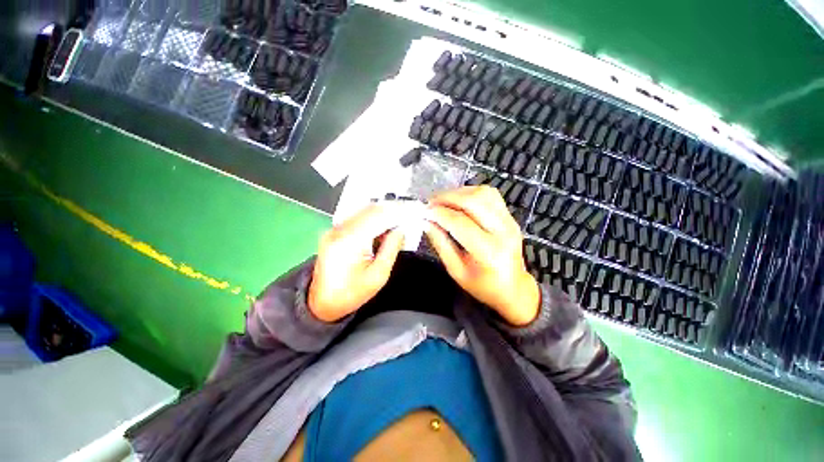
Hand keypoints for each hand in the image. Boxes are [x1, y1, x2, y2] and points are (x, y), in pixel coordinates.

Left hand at [309, 204, 404, 321]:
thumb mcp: (378, 276)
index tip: (413, 210)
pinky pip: (357, 218)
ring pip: (363, 211)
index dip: (397, 210)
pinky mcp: (333, 232)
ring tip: (398, 222)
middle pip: (370, 210)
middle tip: (408, 215)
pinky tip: (382, 227)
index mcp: (350, 241)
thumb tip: (401, 229)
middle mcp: (339, 230)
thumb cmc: (351, 293)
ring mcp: (334, 230)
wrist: (322, 303)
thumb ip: (391, 248)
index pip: (378, 215)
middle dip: (392, 209)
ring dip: (383, 213)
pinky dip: (372, 219)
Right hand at [425, 186, 539, 325]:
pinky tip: (459, 201)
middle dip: (447, 198)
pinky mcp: (510, 216)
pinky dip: (471, 193)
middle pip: (473, 201)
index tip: (424, 212)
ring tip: (443, 202)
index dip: (439, 213)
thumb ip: (441, 244)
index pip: (460, 222)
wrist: (513, 287)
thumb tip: (426, 222)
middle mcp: (503, 232)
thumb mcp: (456, 271)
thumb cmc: (483, 285)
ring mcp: (510, 221)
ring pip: (483, 193)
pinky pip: (490, 195)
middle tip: (431, 204)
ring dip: (459, 193)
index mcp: (489, 252)